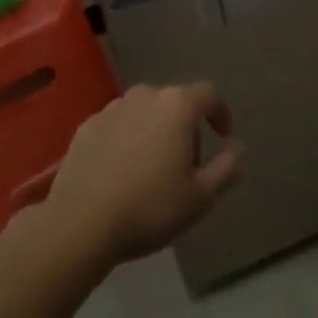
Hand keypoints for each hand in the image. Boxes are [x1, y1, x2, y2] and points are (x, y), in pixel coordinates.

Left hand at [43, 84, 241, 268]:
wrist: (80, 222)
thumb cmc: (149, 208)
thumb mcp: (201, 197)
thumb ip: (226, 169)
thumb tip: (237, 149)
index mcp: (177, 106)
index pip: (209, 94)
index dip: (220, 113)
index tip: (223, 135)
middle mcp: (145, 96)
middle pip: (175, 102)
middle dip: (186, 126)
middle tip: (187, 162)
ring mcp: (112, 108)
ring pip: (144, 111)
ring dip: (155, 130)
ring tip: (153, 166)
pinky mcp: (86, 126)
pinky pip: (117, 125)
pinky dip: (126, 139)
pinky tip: (122, 170)